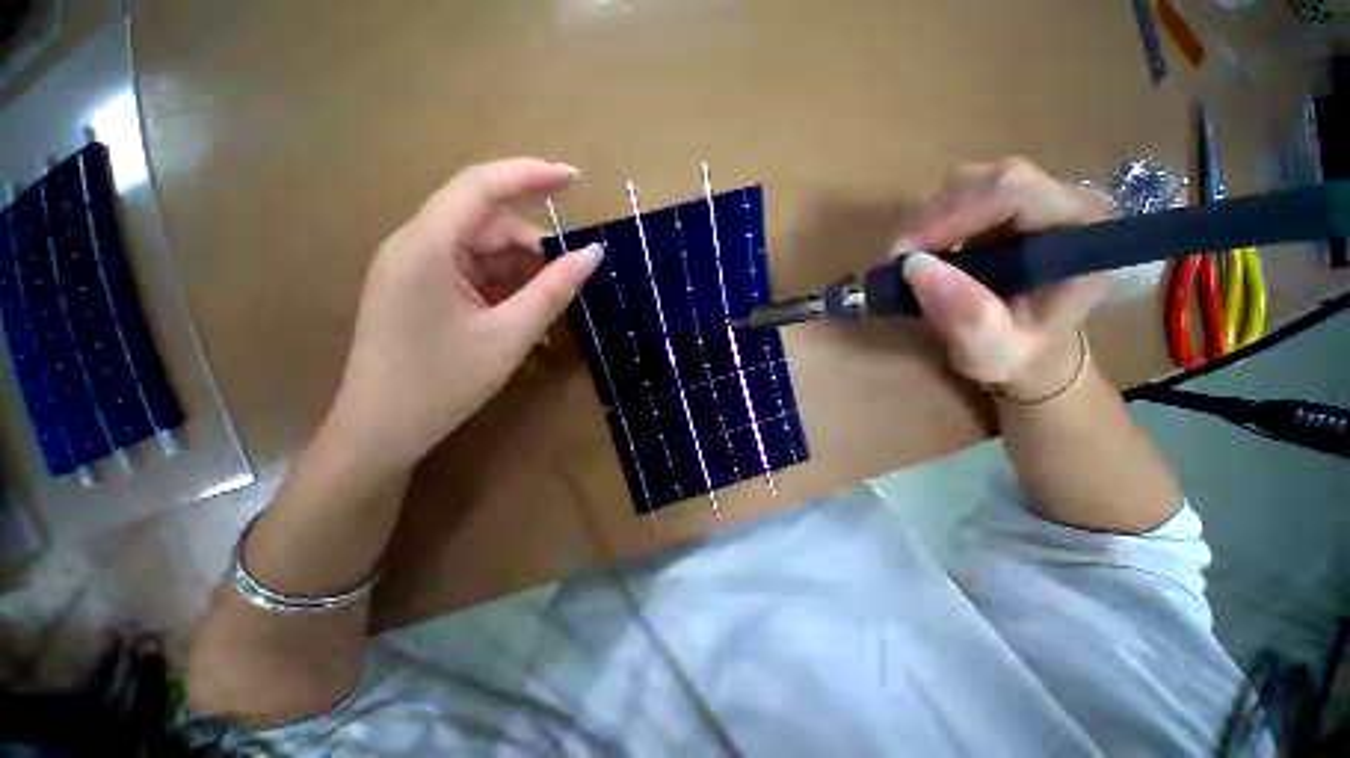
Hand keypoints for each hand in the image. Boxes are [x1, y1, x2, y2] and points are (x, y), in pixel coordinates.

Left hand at [329, 158, 602, 468]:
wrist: (373, 435)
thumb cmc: (435, 389)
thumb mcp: (503, 341)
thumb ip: (552, 291)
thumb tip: (592, 253)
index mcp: (426, 244)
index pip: (481, 183)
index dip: (531, 173)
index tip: (576, 180)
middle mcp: (409, 241)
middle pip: (476, 215)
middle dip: (523, 239)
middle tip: (562, 275)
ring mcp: (401, 263)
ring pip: (466, 240)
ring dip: (506, 262)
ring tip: (537, 303)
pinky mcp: (401, 284)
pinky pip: (451, 262)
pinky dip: (483, 277)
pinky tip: (506, 310)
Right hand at [894, 158, 1112, 400]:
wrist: (1038, 349)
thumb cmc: (1027, 356)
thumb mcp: (999, 354)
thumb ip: (971, 320)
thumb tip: (915, 268)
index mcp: (1081, 233)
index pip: (1020, 192)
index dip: (964, 211)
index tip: (916, 251)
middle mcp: (1063, 198)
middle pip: (994, 178)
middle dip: (942, 213)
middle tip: (903, 256)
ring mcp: (1035, 189)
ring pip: (975, 178)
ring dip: (933, 213)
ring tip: (911, 257)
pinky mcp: (1009, 190)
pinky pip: (965, 186)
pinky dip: (936, 213)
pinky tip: (925, 246)